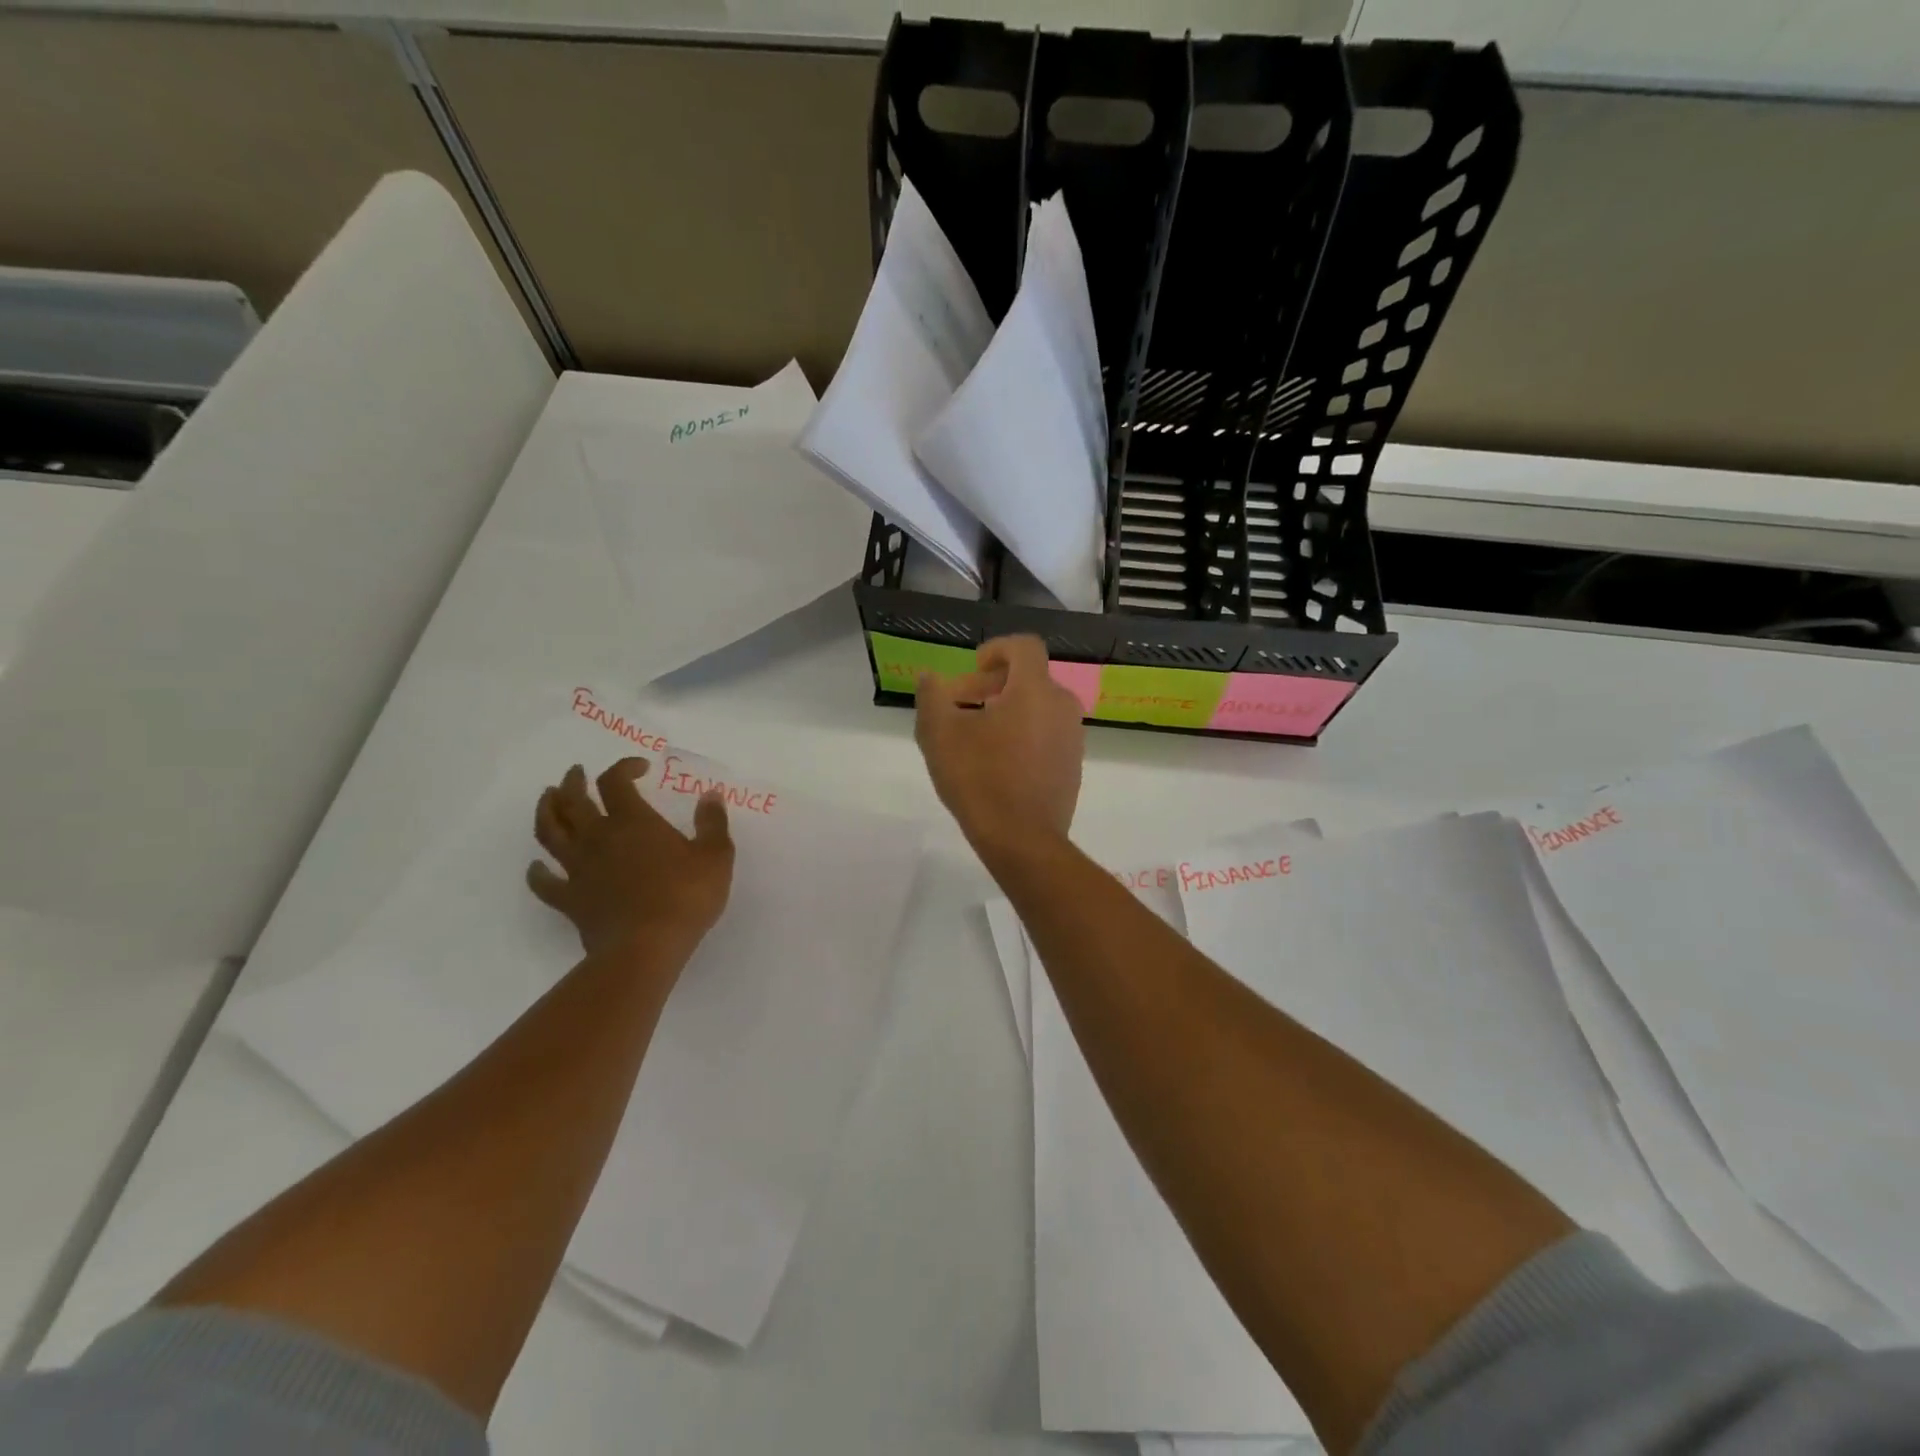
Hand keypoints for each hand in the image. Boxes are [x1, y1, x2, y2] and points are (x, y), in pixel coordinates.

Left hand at [527, 759, 733, 959]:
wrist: (646, 947)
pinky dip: (537, 872)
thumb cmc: (685, 896)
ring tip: (548, 799)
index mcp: (633, 821)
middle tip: (575, 773)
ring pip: (550, 832)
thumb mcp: (715, 856)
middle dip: (573, 782)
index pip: (616, 781)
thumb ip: (712, 823)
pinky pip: (543, 882)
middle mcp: (598, 837)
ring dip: (546, 811)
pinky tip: (537, 867)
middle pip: (573, 800)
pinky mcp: (569, 899)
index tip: (640, 768)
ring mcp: (578, 868)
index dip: (624, 767)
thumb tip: (711, 795)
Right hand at [915, 635, 1084, 851]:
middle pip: (1029, 679)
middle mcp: (1062, 706)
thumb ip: (932, 696)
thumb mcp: (939, 734)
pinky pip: (1047, 734)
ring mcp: (1072, 737)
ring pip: (1038, 708)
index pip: (1024, 647)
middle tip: (961, 707)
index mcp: (1035, 690)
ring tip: (976, 737)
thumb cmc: (979, 779)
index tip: (973, 670)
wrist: (1023, 840)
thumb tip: (929, 677)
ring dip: (1007, 711)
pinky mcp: (1073, 765)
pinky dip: (1024, 735)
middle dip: (992, 685)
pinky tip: (998, 764)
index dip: (997, 649)